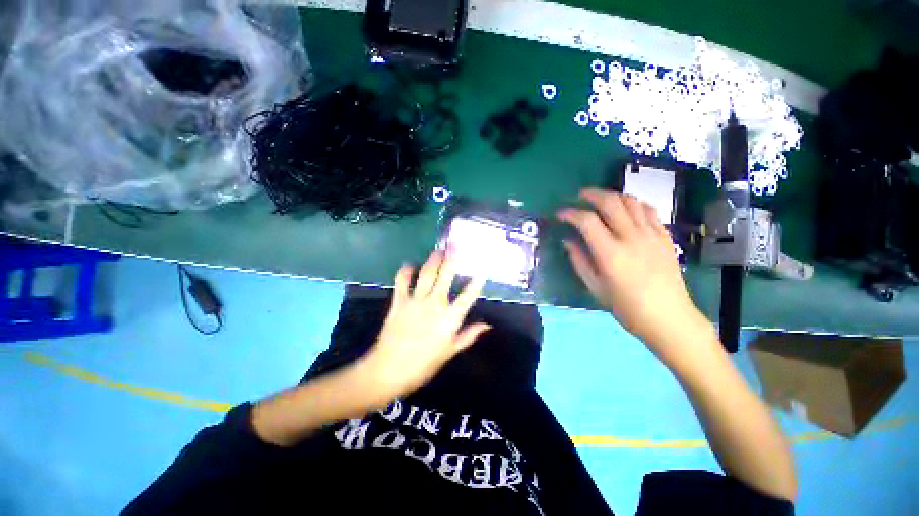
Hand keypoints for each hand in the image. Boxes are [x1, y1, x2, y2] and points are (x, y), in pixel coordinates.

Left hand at [362, 250, 489, 399]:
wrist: (389, 370)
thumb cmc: (423, 365)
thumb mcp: (449, 352)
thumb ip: (467, 336)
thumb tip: (486, 325)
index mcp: (449, 318)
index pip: (468, 296)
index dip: (476, 282)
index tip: (482, 269)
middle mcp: (435, 304)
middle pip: (446, 276)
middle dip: (452, 259)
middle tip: (456, 245)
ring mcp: (416, 300)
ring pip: (427, 274)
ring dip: (433, 260)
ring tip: (438, 250)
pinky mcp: (399, 301)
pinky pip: (402, 281)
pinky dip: (406, 271)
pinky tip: (410, 265)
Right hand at [558, 189, 714, 365]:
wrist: (669, 318)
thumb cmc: (627, 308)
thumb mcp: (595, 288)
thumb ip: (579, 261)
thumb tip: (568, 241)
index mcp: (610, 253)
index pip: (587, 221)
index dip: (571, 213)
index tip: (561, 213)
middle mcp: (631, 238)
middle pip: (611, 203)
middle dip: (592, 194)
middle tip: (580, 196)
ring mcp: (652, 235)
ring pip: (631, 201)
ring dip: (613, 196)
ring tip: (601, 200)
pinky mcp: (665, 237)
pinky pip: (649, 210)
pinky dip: (634, 204)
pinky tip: (627, 209)